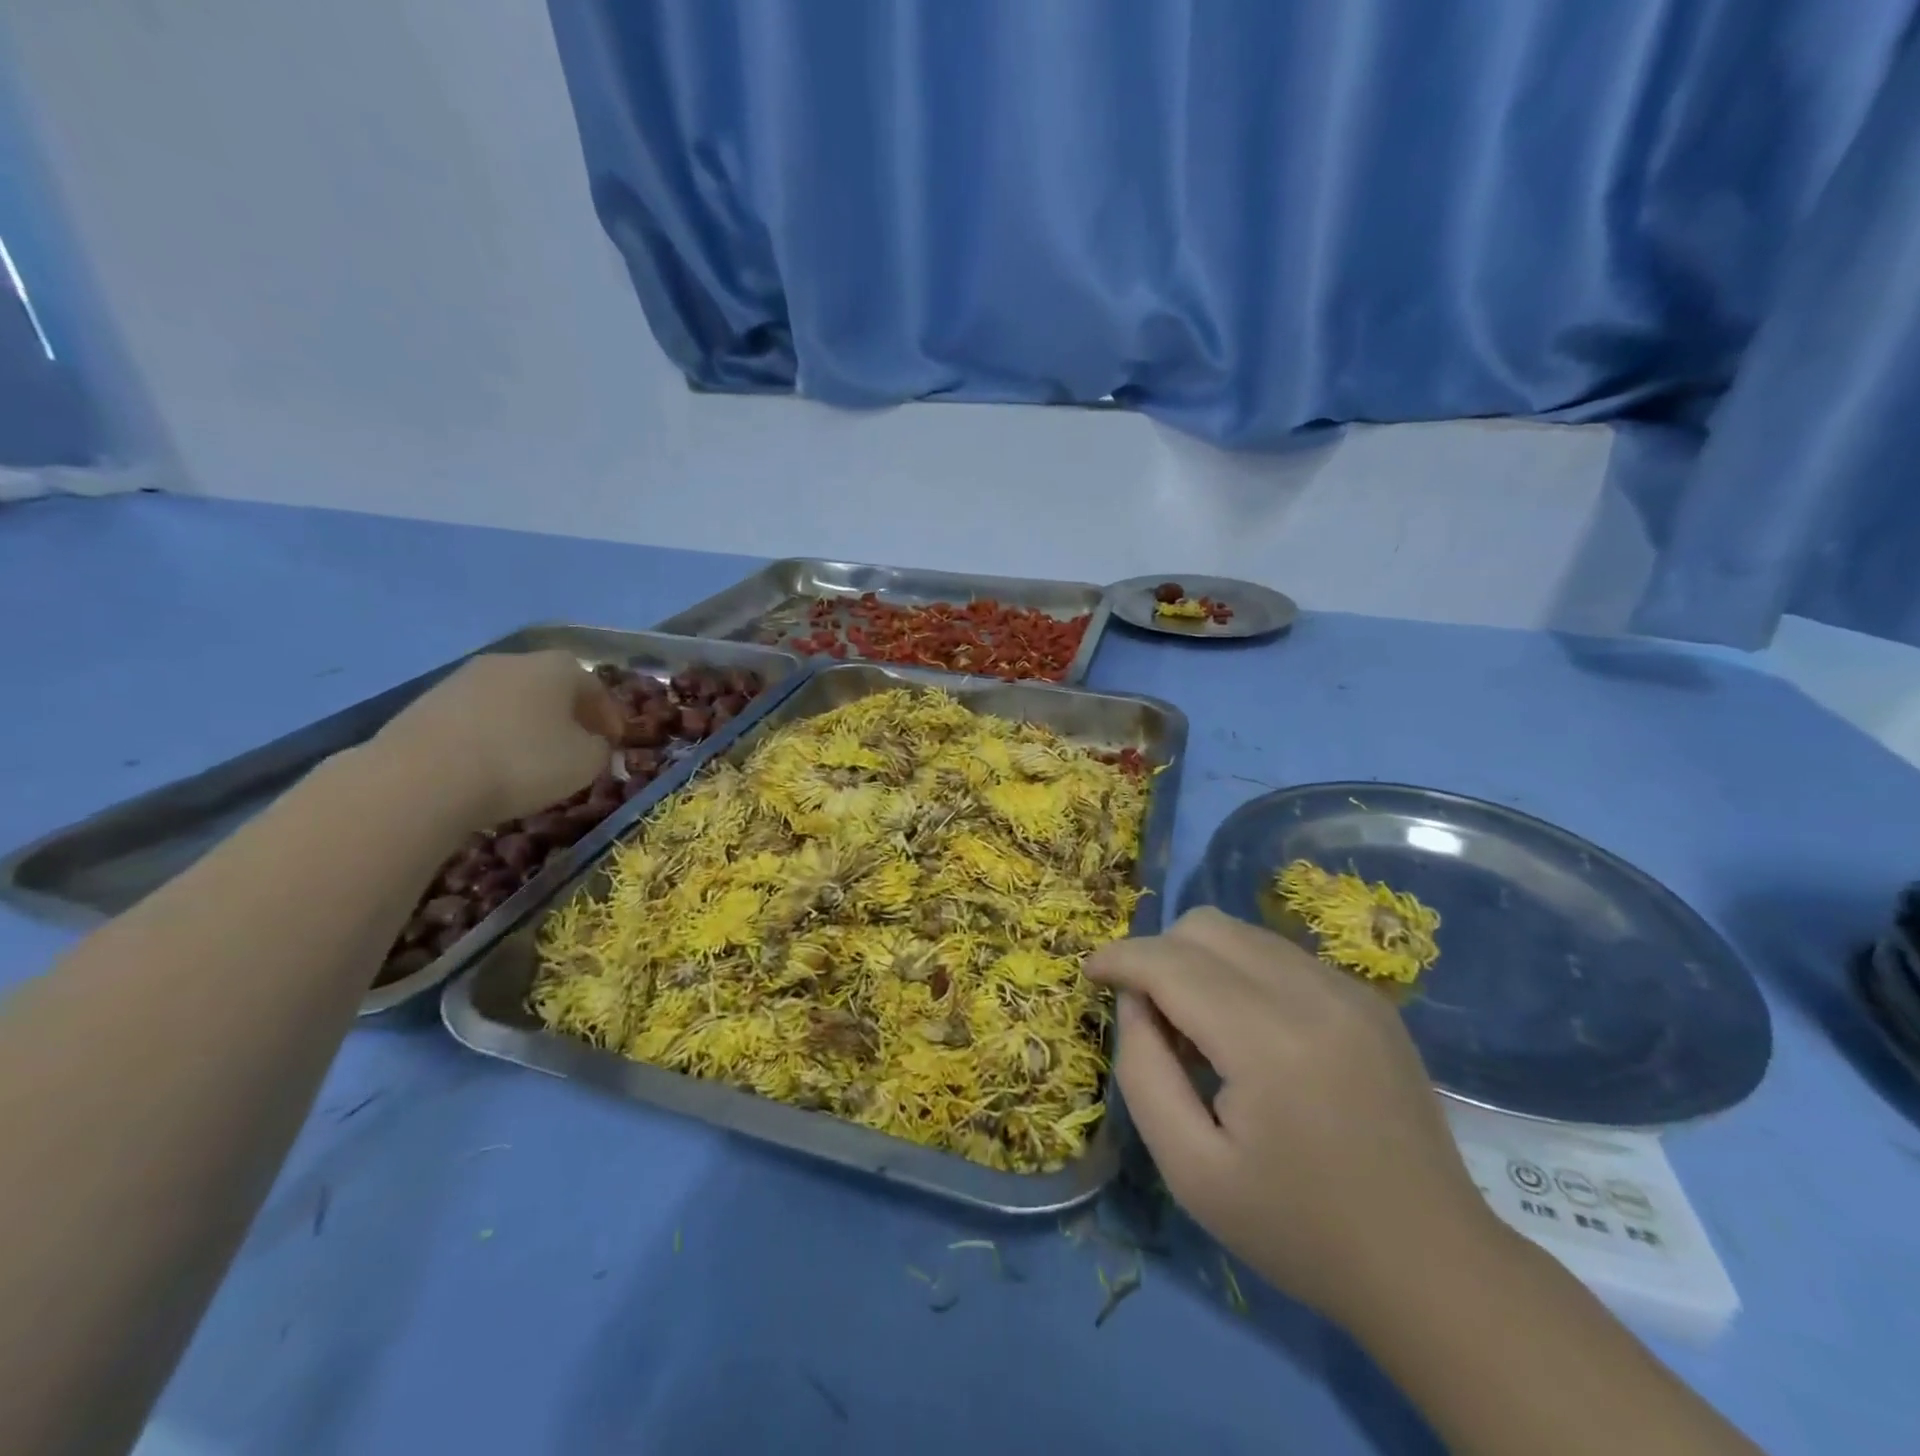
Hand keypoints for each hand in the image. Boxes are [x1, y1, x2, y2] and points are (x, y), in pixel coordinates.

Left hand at [369, 650, 623, 828]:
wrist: (421, 779)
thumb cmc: (523, 763)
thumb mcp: (585, 763)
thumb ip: (600, 749)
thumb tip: (591, 743)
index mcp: (557, 667)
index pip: (595, 685)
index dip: (609, 715)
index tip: (615, 742)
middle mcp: (511, 661)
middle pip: (550, 685)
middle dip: (567, 714)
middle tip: (577, 745)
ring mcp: (463, 679)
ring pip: (510, 699)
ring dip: (526, 724)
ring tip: (532, 758)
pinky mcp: (426, 704)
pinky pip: (476, 717)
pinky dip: (491, 735)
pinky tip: (491, 764)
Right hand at [1086, 907, 1501, 1325]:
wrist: (1434, 1267)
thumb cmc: (1299, 1229)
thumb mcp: (1191, 1170)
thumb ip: (1144, 1071)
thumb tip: (1134, 1001)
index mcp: (1268, 1041)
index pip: (1170, 962)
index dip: (1120, 958)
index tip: (1090, 973)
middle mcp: (1312, 993)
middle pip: (1205, 926)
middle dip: (1159, 954)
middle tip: (1150, 1017)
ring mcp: (1349, 990)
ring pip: (1242, 933)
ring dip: (1200, 962)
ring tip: (1200, 1029)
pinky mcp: (1369, 999)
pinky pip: (1279, 954)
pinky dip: (1241, 972)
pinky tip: (1249, 1034)